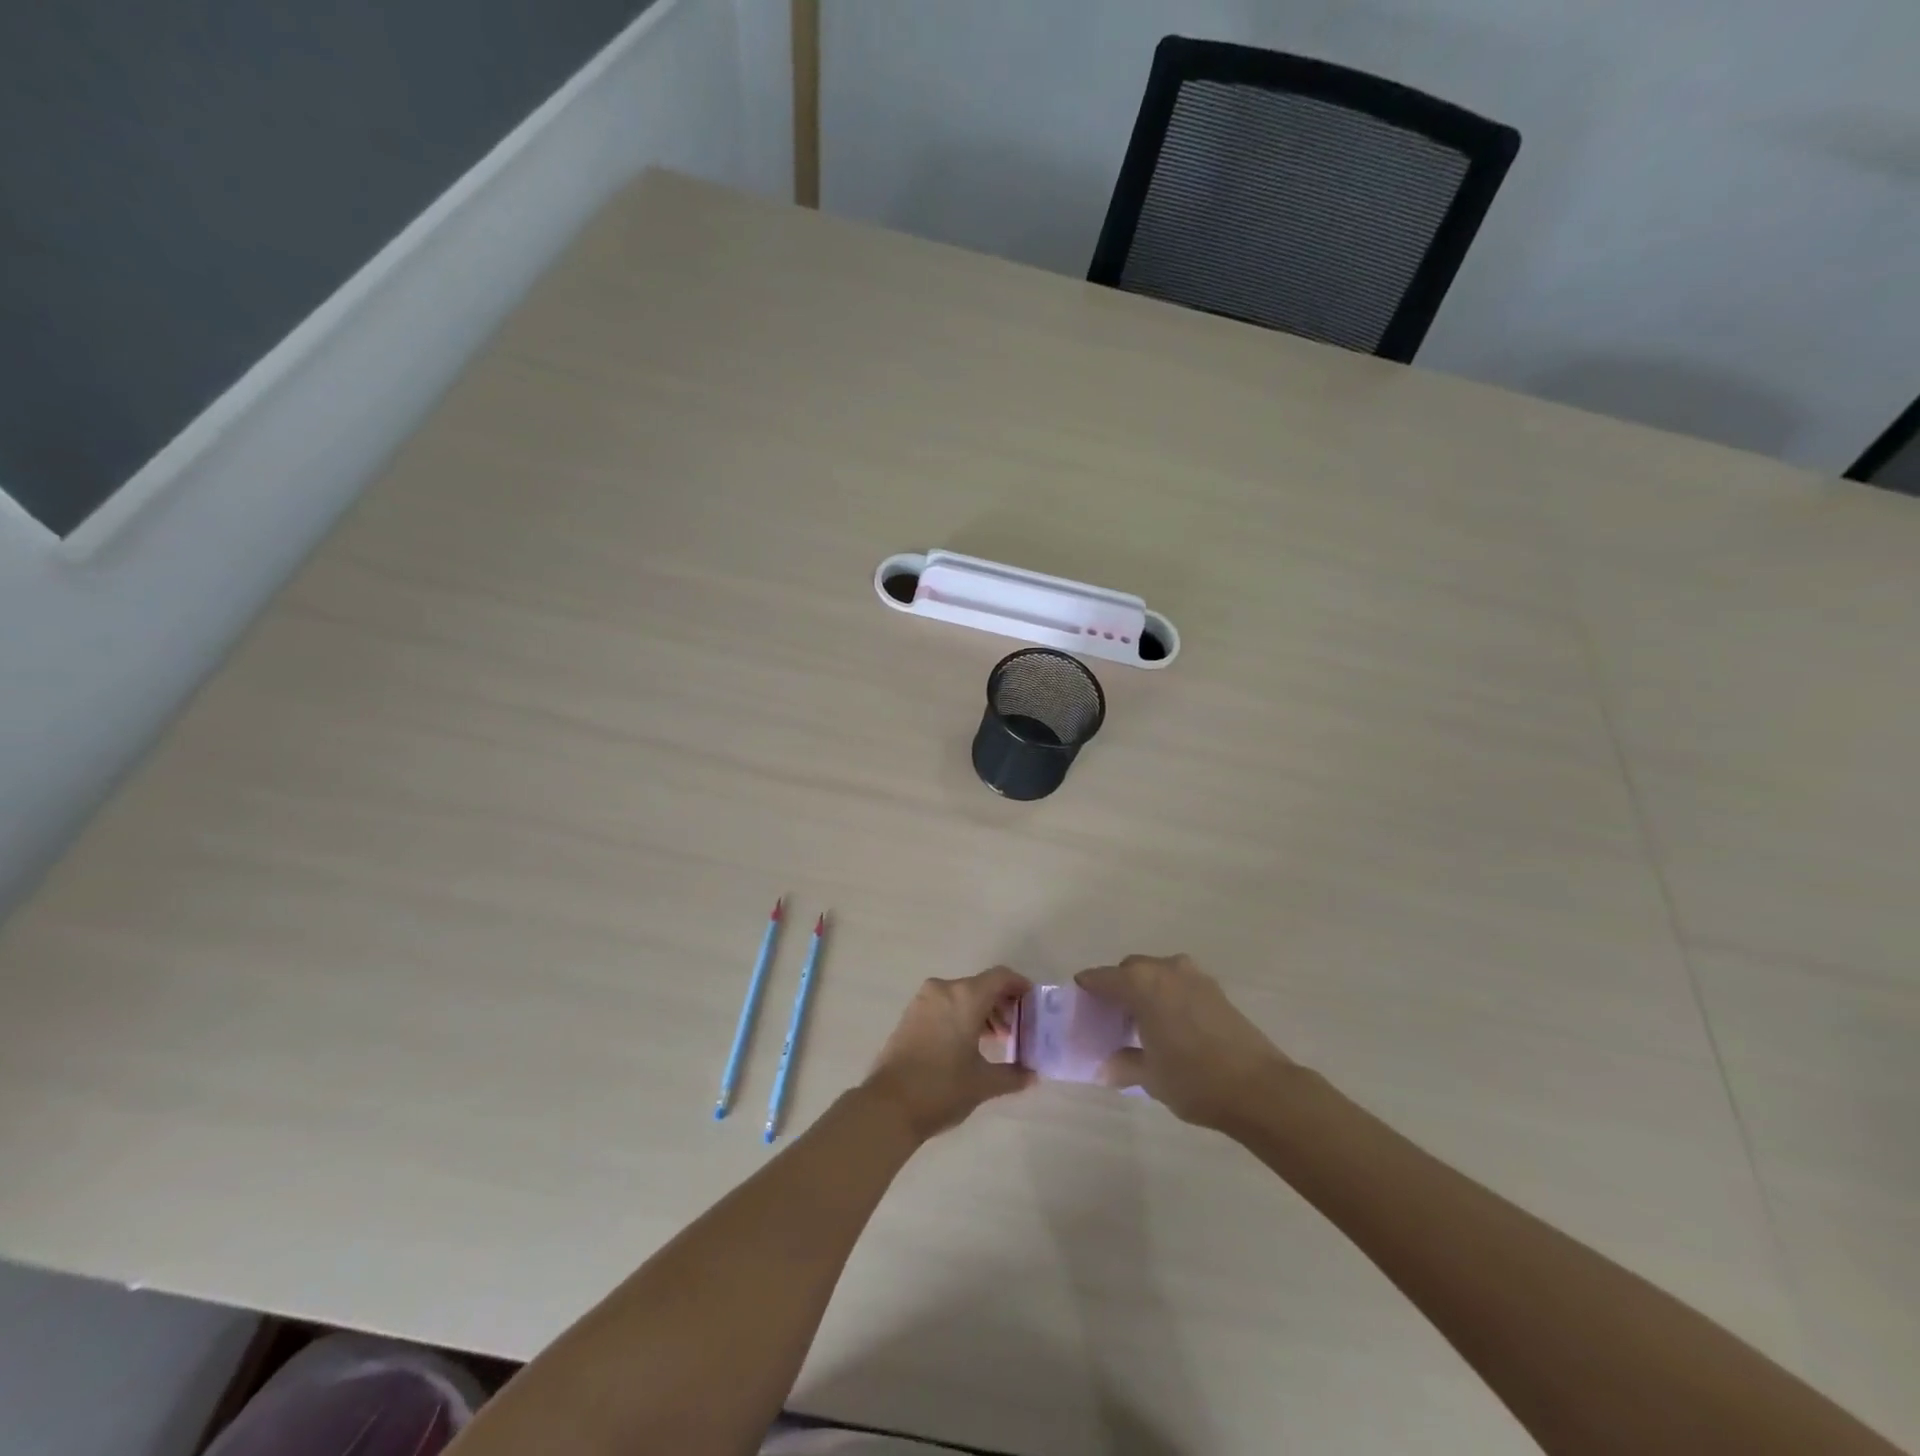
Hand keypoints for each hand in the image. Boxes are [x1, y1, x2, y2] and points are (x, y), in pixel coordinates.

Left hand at [862, 967, 1035, 1140]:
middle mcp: (944, 989)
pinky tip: (967, 1043)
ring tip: (993, 1040)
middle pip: (981, 985)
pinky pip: (944, 1004)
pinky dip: (960, 1014)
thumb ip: (1013, 1075)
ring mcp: (923, 1000)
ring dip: (981, 1011)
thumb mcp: (983, 1084)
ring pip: (961, 994)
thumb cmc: (942, 1088)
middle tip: (1015, 1030)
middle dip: (1001, 1004)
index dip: (1020, 986)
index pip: (1001, 977)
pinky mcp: (910, 1014)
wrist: (888, 1105)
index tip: (1032, 1004)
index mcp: (966, 996)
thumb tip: (1032, 1075)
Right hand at [1076, 954, 1291, 1130]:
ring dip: (1145, 990)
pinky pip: (1178, 984)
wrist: (1259, 1088)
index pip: (1101, 978)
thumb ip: (1123, 1064)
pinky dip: (1167, 996)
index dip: (1087, 991)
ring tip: (1141, 1024)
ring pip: (1156, 974)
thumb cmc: (1193, 1079)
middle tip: (1111, 1019)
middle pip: (1129, 970)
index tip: (1080, 1007)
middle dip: (1117, 989)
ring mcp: (1194, 976)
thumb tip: (1105, 1066)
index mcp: (1141, 983)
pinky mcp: (1215, 990)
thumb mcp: (1149, 1076)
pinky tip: (1170, 1026)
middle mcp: (1165, 969)